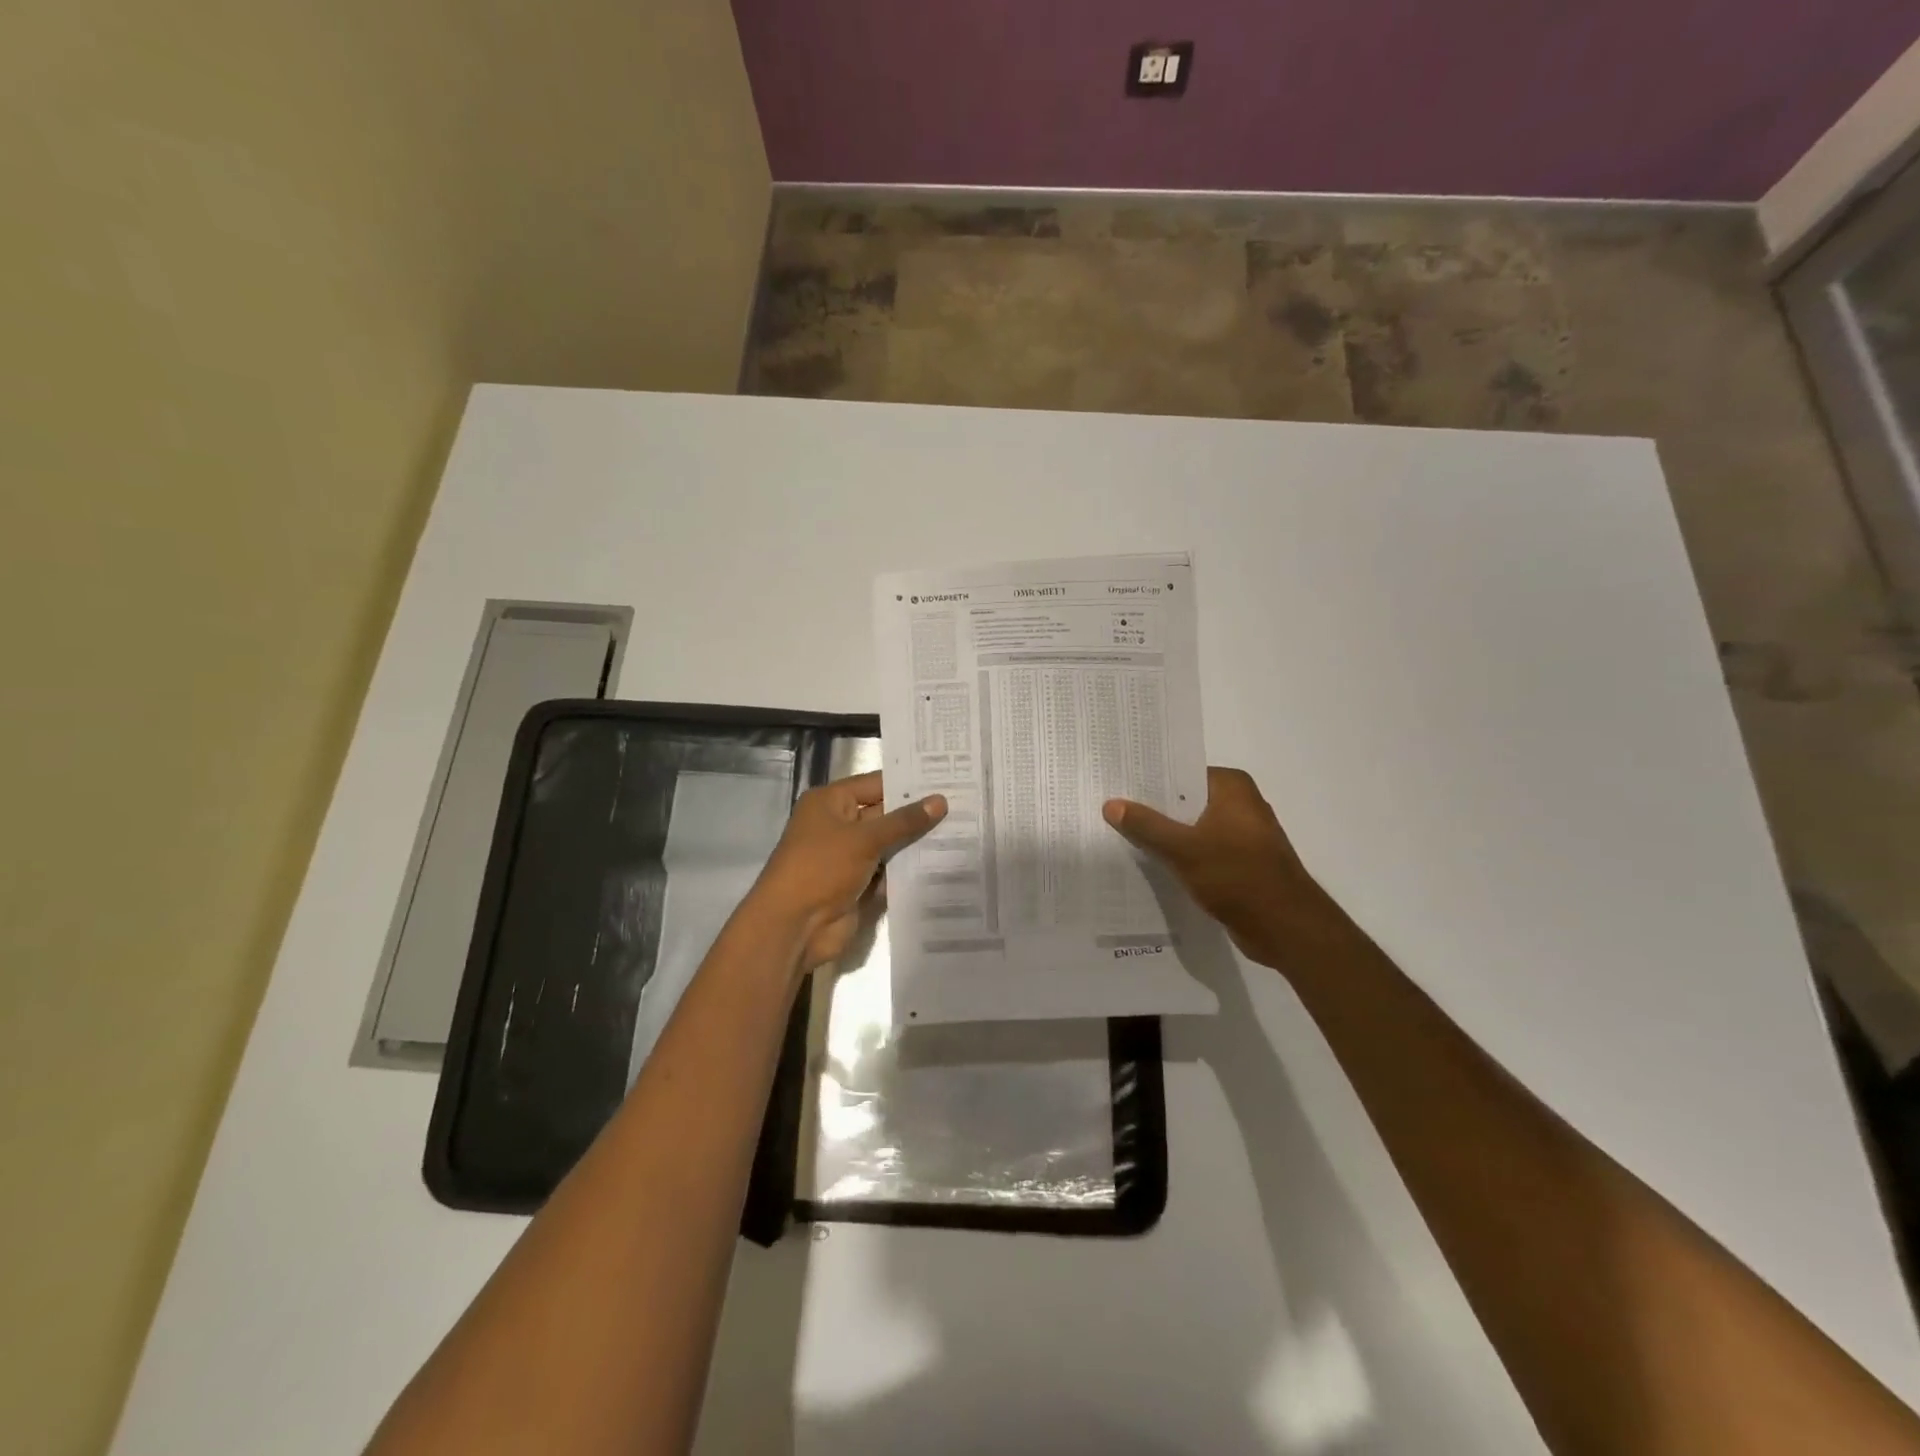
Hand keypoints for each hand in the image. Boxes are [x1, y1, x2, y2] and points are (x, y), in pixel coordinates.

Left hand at [748, 770, 946, 972]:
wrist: (794, 926)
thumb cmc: (821, 868)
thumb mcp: (864, 839)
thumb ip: (903, 821)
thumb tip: (940, 800)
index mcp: (830, 803)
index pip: (876, 784)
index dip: (909, 783)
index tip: (947, 779)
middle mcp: (839, 825)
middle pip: (884, 814)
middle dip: (918, 814)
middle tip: (962, 805)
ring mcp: (848, 857)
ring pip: (889, 844)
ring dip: (917, 843)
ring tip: (963, 832)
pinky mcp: (858, 884)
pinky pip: (888, 871)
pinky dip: (908, 870)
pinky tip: (943, 863)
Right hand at [1103, 766, 1339, 966]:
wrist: (1285, 927)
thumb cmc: (1237, 876)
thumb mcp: (1183, 848)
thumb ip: (1146, 825)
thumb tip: (1111, 804)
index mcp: (1232, 787)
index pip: (1181, 772)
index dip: (1148, 779)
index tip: (1116, 784)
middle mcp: (1240, 803)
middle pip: (1185, 800)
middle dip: (1152, 808)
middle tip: (1111, 809)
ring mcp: (1242, 834)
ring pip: (1192, 827)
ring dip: (1165, 834)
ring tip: (1123, 834)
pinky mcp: (1241, 862)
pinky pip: (1202, 850)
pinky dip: (1181, 855)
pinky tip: (1152, 862)